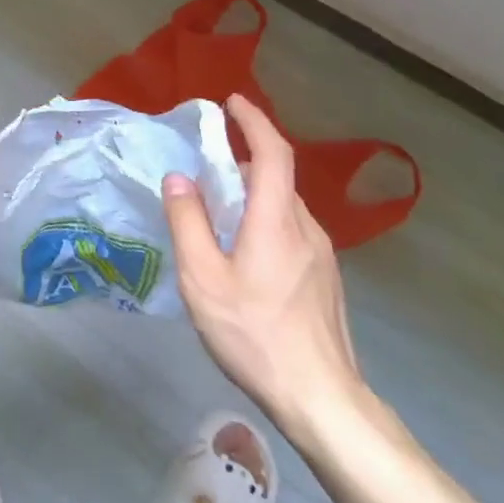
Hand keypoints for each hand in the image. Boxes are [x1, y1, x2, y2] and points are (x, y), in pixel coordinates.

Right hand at [162, 94, 365, 434]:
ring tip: (217, 206)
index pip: (272, 153)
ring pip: (283, 205)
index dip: (253, 122)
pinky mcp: (325, 279)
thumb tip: (178, 178)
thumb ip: (188, 222)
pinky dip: (263, 217)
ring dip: (252, 190)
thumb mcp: (203, 278)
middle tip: (206, 160)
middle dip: (243, 157)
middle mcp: (305, 228)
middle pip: (277, 177)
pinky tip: (242, 248)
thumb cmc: (254, 334)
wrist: (322, 400)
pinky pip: (291, 229)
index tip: (232, 102)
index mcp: (276, 221)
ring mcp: (322, 256)